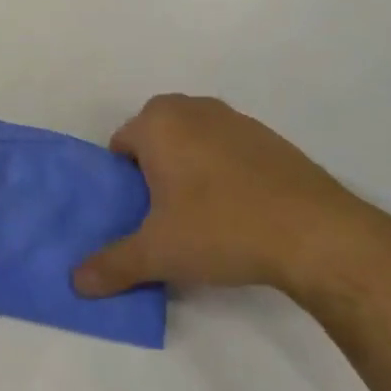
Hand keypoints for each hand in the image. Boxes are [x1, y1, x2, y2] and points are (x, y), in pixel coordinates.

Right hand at [73, 94, 390, 307]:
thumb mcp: (159, 253)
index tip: (137, 214)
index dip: (122, 181)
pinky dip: (223, 170)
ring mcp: (233, 118)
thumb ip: (112, 265)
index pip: (120, 145)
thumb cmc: (222, 228)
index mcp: (159, 122)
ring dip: (188, 168)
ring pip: (192, 140)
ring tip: (202, 217)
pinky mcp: (267, 136)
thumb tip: (75, 282)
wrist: (315, 232)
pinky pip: (226, 148)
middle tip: (164, 216)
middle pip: (155, 137)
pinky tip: (239, 209)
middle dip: (154, 171)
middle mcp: (192, 108)